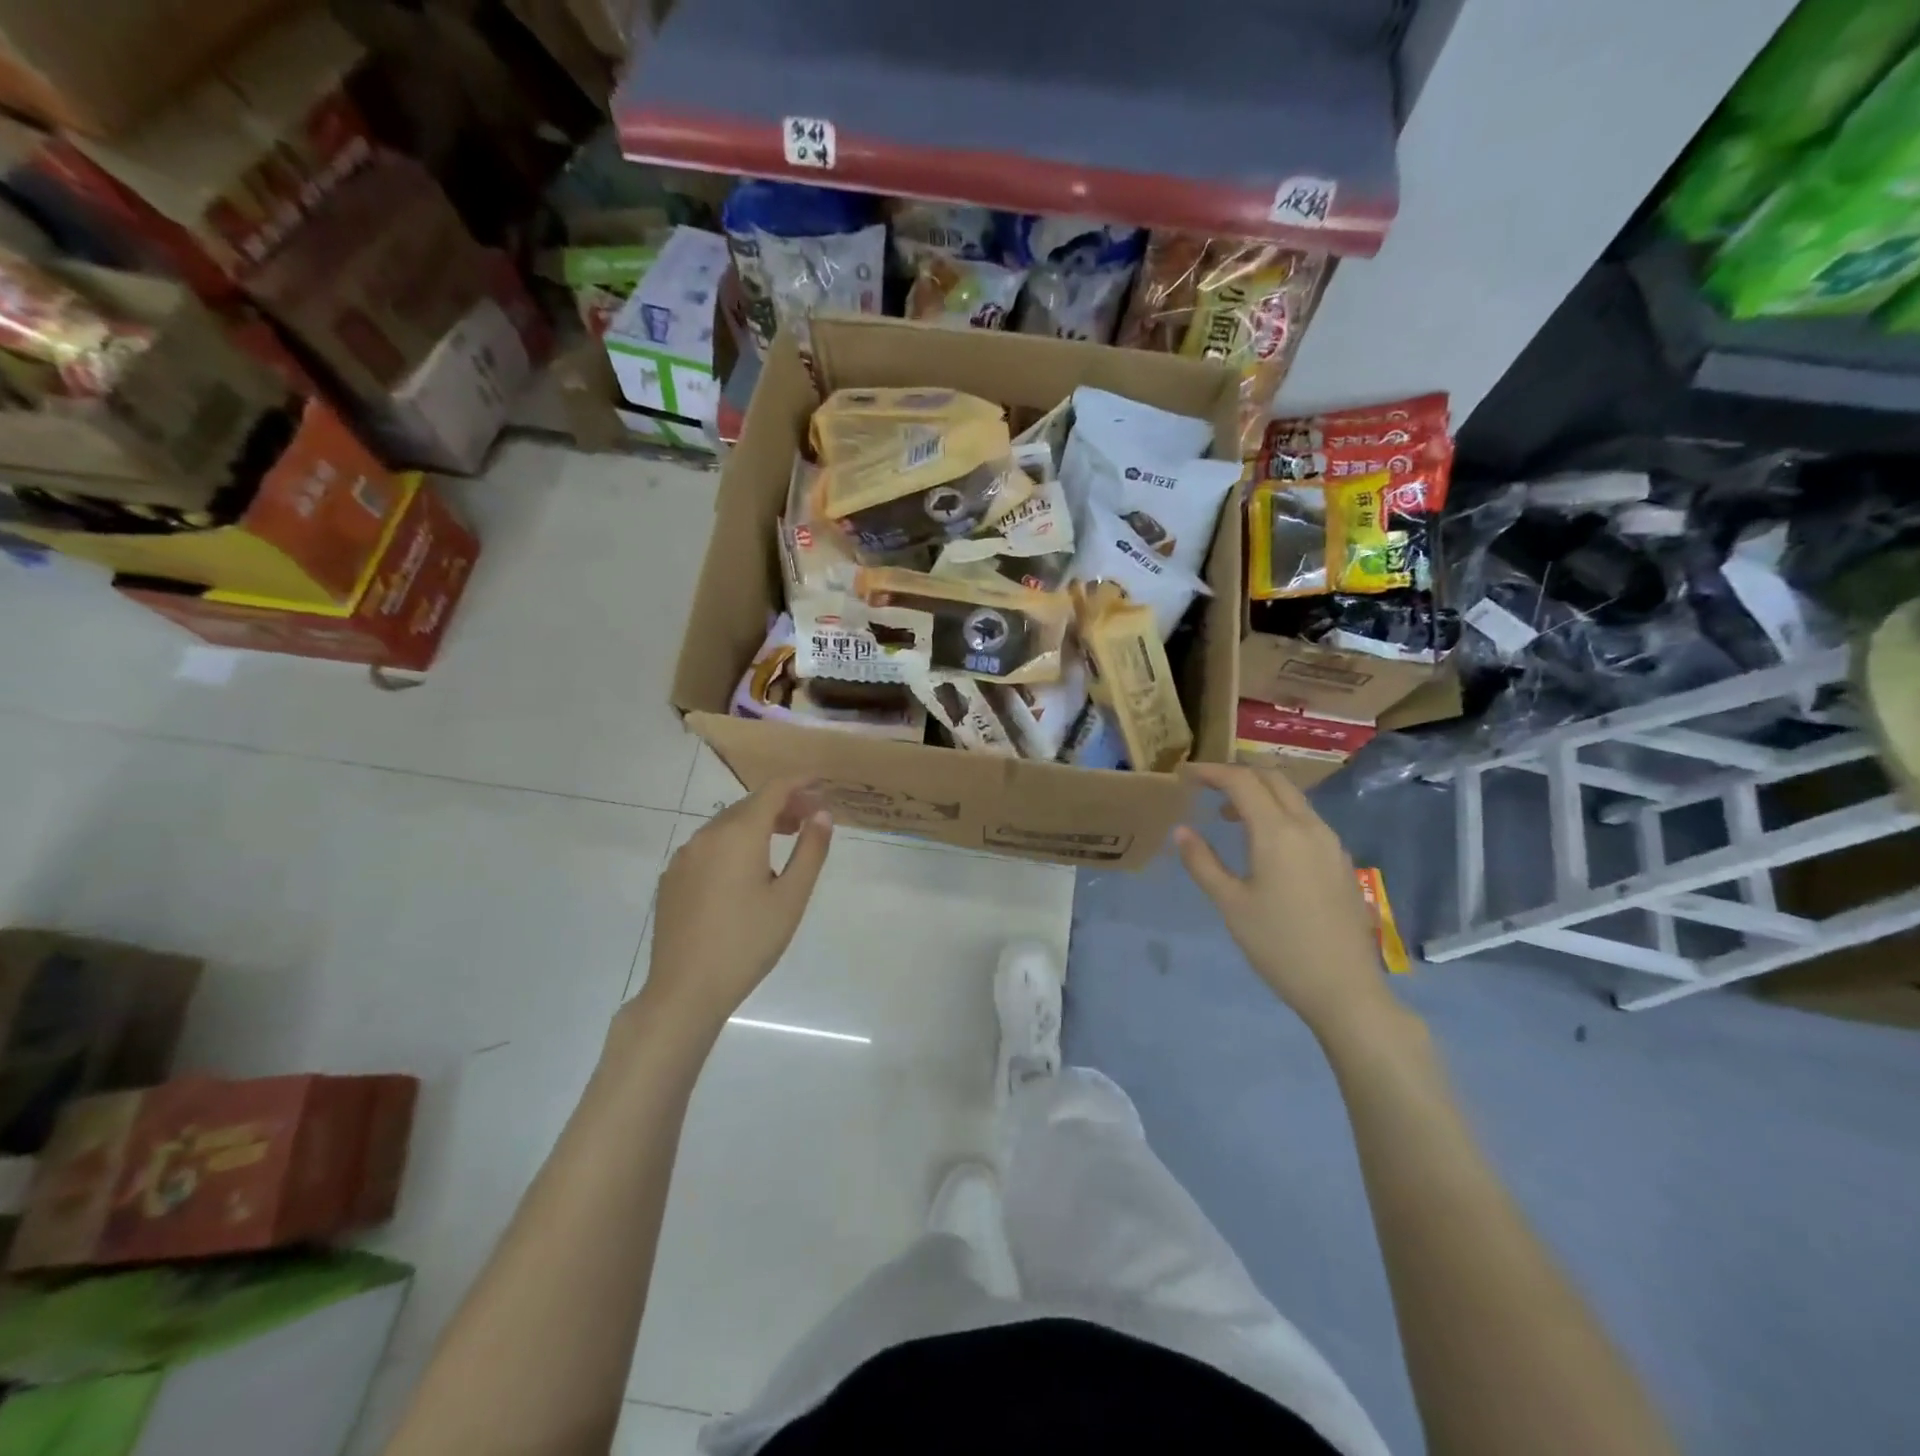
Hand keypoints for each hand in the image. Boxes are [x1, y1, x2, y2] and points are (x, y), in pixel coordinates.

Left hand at [642, 777, 833, 1030]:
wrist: (685, 990)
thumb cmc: (748, 943)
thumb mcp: (791, 898)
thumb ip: (810, 850)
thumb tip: (822, 814)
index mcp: (738, 834)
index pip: (773, 790)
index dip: (799, 782)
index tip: (822, 783)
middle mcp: (706, 835)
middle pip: (749, 805)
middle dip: (782, 804)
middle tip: (810, 817)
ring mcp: (684, 857)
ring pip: (726, 825)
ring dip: (757, 823)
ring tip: (784, 839)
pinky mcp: (672, 878)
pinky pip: (708, 847)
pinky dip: (733, 844)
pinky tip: (746, 871)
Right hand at [1175, 764, 1400, 1042]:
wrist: (1345, 988)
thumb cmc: (1279, 946)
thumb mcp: (1231, 905)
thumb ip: (1203, 862)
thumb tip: (1182, 831)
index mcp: (1278, 832)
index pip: (1242, 782)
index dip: (1211, 772)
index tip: (1185, 774)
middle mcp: (1309, 827)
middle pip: (1272, 779)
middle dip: (1237, 775)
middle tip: (1206, 787)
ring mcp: (1330, 843)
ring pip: (1293, 797)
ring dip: (1259, 794)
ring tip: (1229, 816)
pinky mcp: (1340, 861)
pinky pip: (1306, 819)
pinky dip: (1278, 813)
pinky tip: (1263, 843)